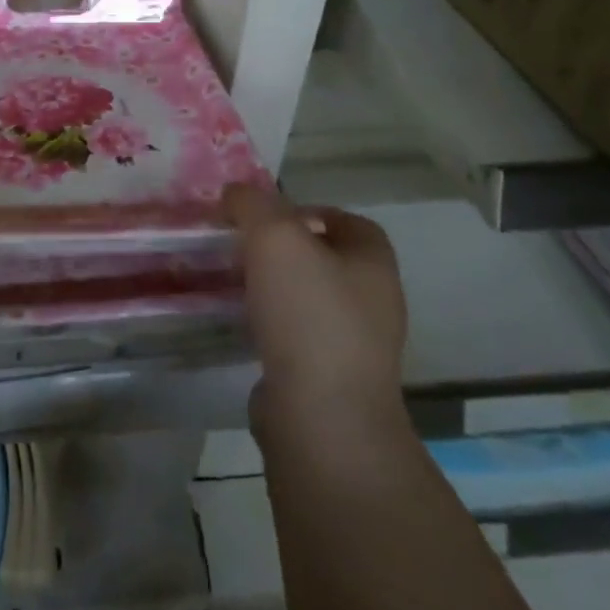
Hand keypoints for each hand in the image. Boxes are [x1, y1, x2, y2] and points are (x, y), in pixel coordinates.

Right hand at [224, 185, 408, 435]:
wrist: (321, 417)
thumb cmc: (308, 314)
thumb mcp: (275, 238)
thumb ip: (254, 204)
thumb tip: (237, 192)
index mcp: (374, 263)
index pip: (351, 222)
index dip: (311, 211)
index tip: (267, 216)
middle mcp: (374, 302)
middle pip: (328, 260)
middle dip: (286, 250)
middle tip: (244, 246)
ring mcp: (355, 346)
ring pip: (311, 300)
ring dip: (276, 289)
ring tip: (236, 282)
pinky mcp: (330, 380)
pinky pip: (298, 338)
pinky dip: (272, 326)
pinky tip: (244, 325)